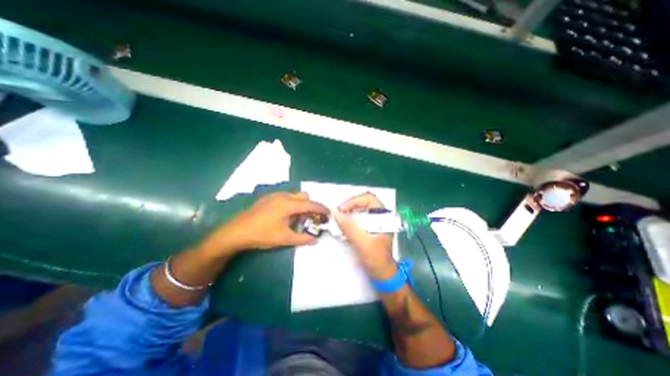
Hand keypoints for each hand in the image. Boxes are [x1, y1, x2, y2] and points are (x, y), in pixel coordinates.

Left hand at [205, 192, 329, 252]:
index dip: (321, 208)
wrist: (236, 231)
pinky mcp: (268, 199)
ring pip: (294, 196)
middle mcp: (283, 196)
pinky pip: (286, 198)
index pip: (311, 204)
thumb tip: (315, 239)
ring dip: (300, 205)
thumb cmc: (262, 234)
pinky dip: (292, 205)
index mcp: (289, 204)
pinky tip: (285, 217)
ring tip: (298, 219)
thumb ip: (303, 238)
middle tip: (311, 218)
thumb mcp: (284, 238)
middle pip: (304, 197)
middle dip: (311, 206)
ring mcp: (274, 196)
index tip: (329, 213)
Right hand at [332, 192, 392, 279]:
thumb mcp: (363, 243)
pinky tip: (343, 230)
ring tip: (338, 224)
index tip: (342, 210)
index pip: (368, 198)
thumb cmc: (377, 260)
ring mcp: (374, 222)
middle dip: (349, 208)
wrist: (383, 275)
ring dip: (347, 215)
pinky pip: (357, 219)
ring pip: (358, 211)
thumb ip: (350, 228)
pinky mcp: (369, 228)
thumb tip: (336, 213)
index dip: (353, 201)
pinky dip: (348, 222)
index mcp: (384, 216)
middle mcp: (380, 216)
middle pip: (362, 203)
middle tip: (337, 215)